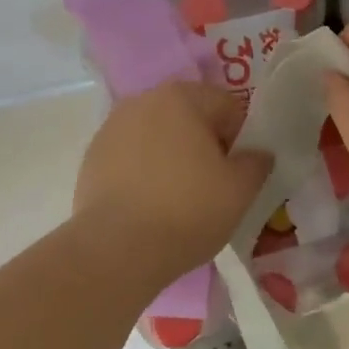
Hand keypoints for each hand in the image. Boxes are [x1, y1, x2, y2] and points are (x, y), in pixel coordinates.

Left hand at [74, 82, 273, 280]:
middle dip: (204, 144)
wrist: (116, 251)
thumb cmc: (187, 210)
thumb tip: (257, 154)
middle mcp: (143, 100)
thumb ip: (257, 162)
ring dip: (172, 155)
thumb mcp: (241, 189)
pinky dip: (144, 171)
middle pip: (190, 117)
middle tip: (212, 186)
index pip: (227, 107)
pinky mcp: (91, 157)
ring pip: (158, 135)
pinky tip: (148, 205)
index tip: (237, 173)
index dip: (240, 140)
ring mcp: (112, 127)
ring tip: (177, 198)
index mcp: (182, 97)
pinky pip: (131, 156)